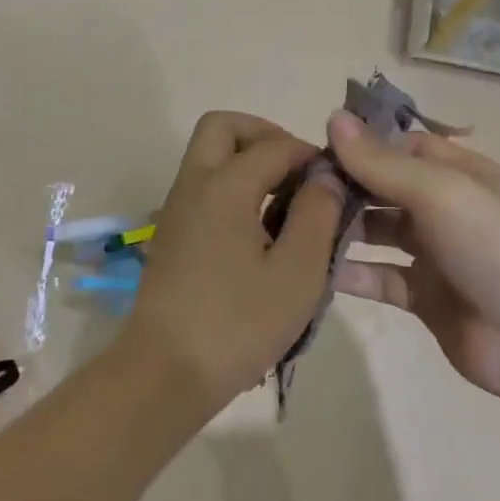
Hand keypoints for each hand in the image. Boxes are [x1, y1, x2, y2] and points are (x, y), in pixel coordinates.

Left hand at [126, 112, 346, 410]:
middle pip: (223, 127)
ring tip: (285, 202)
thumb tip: (325, 177)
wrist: (165, 373)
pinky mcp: (172, 234)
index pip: (273, 145)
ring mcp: (176, 209)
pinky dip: (232, 186)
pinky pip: (203, 186)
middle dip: (264, 135)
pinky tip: (260, 230)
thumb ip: (317, 215)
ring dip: (247, 161)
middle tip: (296, 170)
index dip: (308, 154)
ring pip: (209, 156)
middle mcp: (193, 185)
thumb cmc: (237, 323)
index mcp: (224, 186)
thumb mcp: (296, 273)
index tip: (335, 180)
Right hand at [327, 111, 499, 402]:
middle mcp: (446, 207)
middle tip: (296, 191)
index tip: (315, 150)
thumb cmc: (491, 247)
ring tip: (298, 228)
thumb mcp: (438, 191)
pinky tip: (314, 270)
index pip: (402, 146)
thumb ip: (381, 161)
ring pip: (379, 233)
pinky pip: (380, 277)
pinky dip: (352, 274)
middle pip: (386, 188)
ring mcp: (435, 254)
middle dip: (346, 187)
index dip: (363, 145)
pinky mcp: (424, 297)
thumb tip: (333, 118)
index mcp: (459, 173)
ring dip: (344, 229)